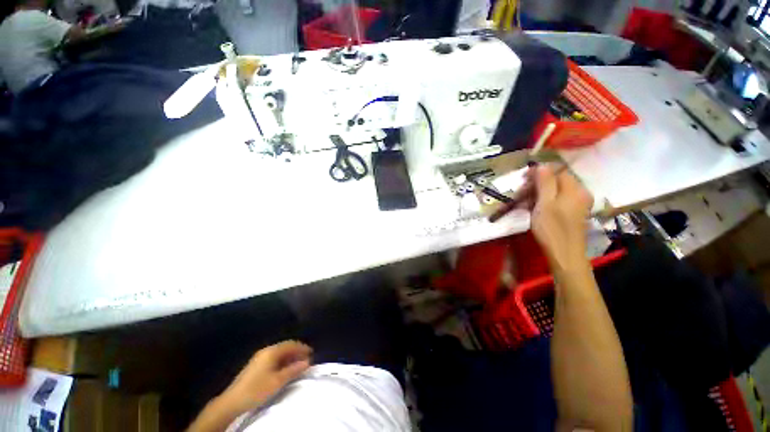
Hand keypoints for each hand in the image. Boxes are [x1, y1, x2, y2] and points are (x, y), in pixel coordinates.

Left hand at [218, 341, 312, 414]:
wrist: (232, 402)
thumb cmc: (257, 389)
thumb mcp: (277, 381)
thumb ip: (293, 370)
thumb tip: (307, 362)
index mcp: (271, 351)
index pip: (291, 344)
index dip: (302, 348)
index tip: (312, 353)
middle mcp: (266, 351)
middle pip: (285, 347)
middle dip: (297, 352)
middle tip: (307, 359)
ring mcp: (259, 358)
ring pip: (280, 353)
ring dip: (290, 357)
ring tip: (298, 365)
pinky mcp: (256, 365)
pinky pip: (274, 358)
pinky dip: (283, 361)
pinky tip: (285, 369)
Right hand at [529, 164, 593, 271]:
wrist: (565, 255)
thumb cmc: (552, 228)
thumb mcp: (545, 203)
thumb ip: (544, 182)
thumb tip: (541, 165)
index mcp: (575, 189)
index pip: (557, 171)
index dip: (539, 172)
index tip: (522, 179)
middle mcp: (580, 193)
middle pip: (556, 181)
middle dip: (536, 185)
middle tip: (520, 194)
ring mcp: (577, 204)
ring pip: (555, 192)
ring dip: (537, 194)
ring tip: (523, 203)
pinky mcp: (573, 213)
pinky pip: (557, 201)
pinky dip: (544, 202)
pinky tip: (533, 209)